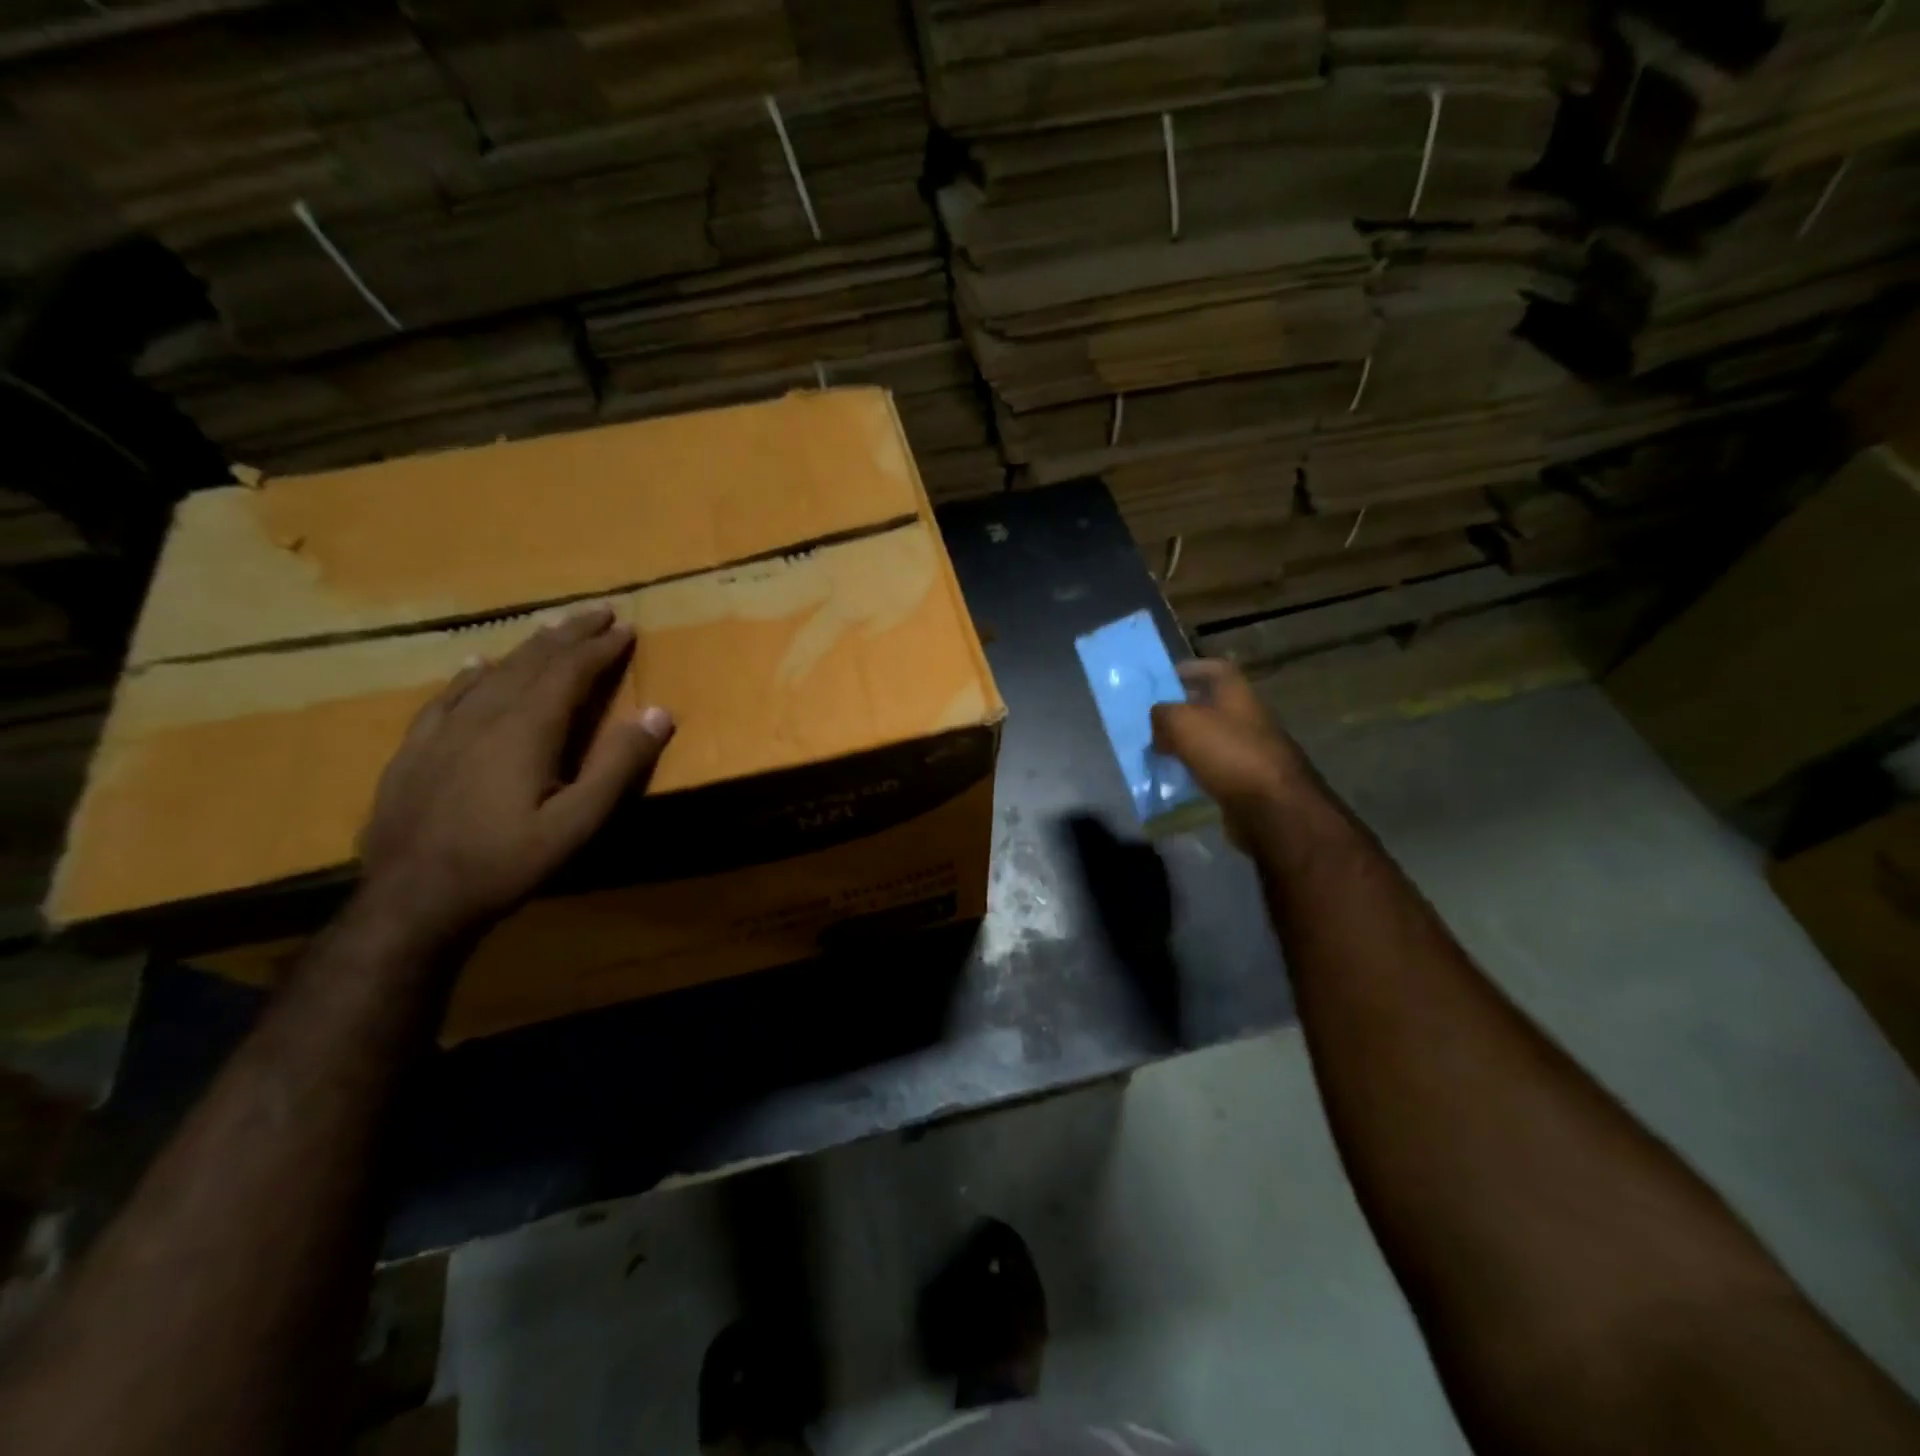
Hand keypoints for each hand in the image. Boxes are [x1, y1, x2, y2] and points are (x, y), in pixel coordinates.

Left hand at [357, 606, 674, 943]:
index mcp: (526, 730)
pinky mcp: (415, 750)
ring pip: (492, 672)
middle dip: (569, 635)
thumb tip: (659, 713)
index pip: (570, 672)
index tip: (627, 627)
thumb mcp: (576, 823)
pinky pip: (447, 696)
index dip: (601, 648)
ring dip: (528, 648)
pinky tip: (475, 665)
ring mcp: (443, 731)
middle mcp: (484, 716)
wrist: (411, 900)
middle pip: (532, 662)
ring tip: (551, 631)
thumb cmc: (505, 863)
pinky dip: (470, 674)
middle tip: (598, 612)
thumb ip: (618, 767)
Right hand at [1150, 658, 1318, 846]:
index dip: (1189, 669)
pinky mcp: (1248, 779)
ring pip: (1211, 738)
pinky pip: (1215, 767)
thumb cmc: (1228, 753)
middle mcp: (1247, 716)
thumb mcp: (1183, 723)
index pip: (1214, 668)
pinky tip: (1177, 778)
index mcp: (1237, 693)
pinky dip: (1196, 770)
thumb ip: (1162, 714)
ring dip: (1186, 743)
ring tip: (1157, 751)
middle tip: (1151, 721)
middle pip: (1211, 705)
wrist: (1272, 807)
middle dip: (1181, 710)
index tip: (1162, 681)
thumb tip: (1158, 723)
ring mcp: (1250, 749)